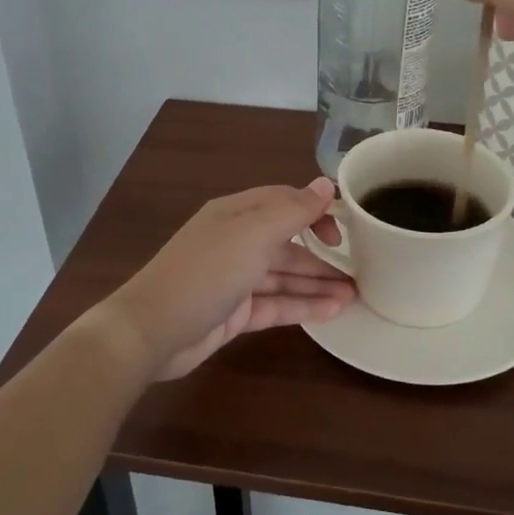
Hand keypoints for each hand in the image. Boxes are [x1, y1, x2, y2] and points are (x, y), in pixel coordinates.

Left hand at [98, 179, 353, 381]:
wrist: (152, 331)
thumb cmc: (206, 272)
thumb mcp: (253, 234)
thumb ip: (293, 211)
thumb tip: (325, 183)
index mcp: (236, 213)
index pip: (284, 202)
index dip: (315, 211)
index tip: (343, 230)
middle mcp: (236, 241)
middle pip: (287, 242)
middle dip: (322, 253)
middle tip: (361, 269)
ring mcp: (235, 279)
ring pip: (284, 276)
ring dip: (318, 283)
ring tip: (356, 295)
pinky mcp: (235, 313)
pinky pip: (276, 304)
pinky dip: (303, 306)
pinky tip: (333, 311)